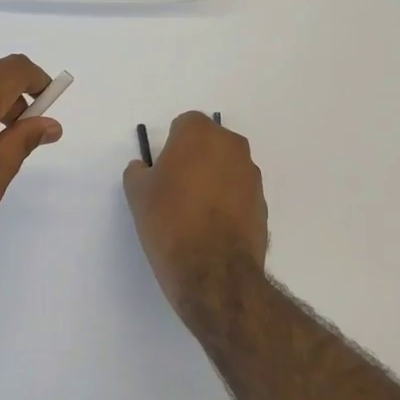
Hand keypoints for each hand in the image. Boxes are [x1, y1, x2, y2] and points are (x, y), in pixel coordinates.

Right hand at [123, 112, 268, 318]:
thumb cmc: (169, 222)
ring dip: (213, 181)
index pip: (183, 126)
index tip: (162, 173)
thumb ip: (138, 172)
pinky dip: (227, 203)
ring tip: (194, 214)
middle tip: (176, 191)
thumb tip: (144, 169)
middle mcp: (231, 146)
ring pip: (226, 168)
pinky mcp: (262, 203)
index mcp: (200, 133)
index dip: (170, 148)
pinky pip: (239, 194)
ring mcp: (251, 175)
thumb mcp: (137, 194)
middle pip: (208, 144)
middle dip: (194, 160)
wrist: (214, 273)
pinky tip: (212, 229)